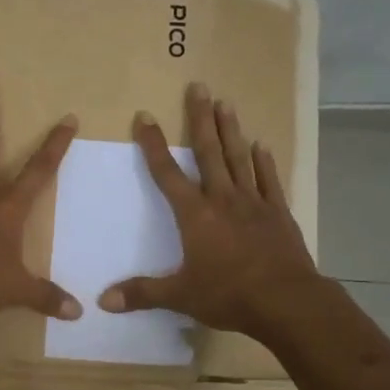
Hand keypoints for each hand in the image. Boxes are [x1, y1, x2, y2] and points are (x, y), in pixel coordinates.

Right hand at [100, 83, 323, 342]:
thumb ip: (142, 294)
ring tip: (226, 103)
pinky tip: (261, 145)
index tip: (145, 117)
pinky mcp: (278, 213)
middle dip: (200, 119)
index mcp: (195, 215)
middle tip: (199, 87)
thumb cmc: (229, 295)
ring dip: (231, 130)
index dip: (153, 145)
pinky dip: (264, 162)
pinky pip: (269, 180)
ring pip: (239, 158)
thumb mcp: (180, 296)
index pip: (167, 173)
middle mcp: (223, 200)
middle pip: (209, 152)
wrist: (286, 301)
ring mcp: (254, 203)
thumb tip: (102, 301)